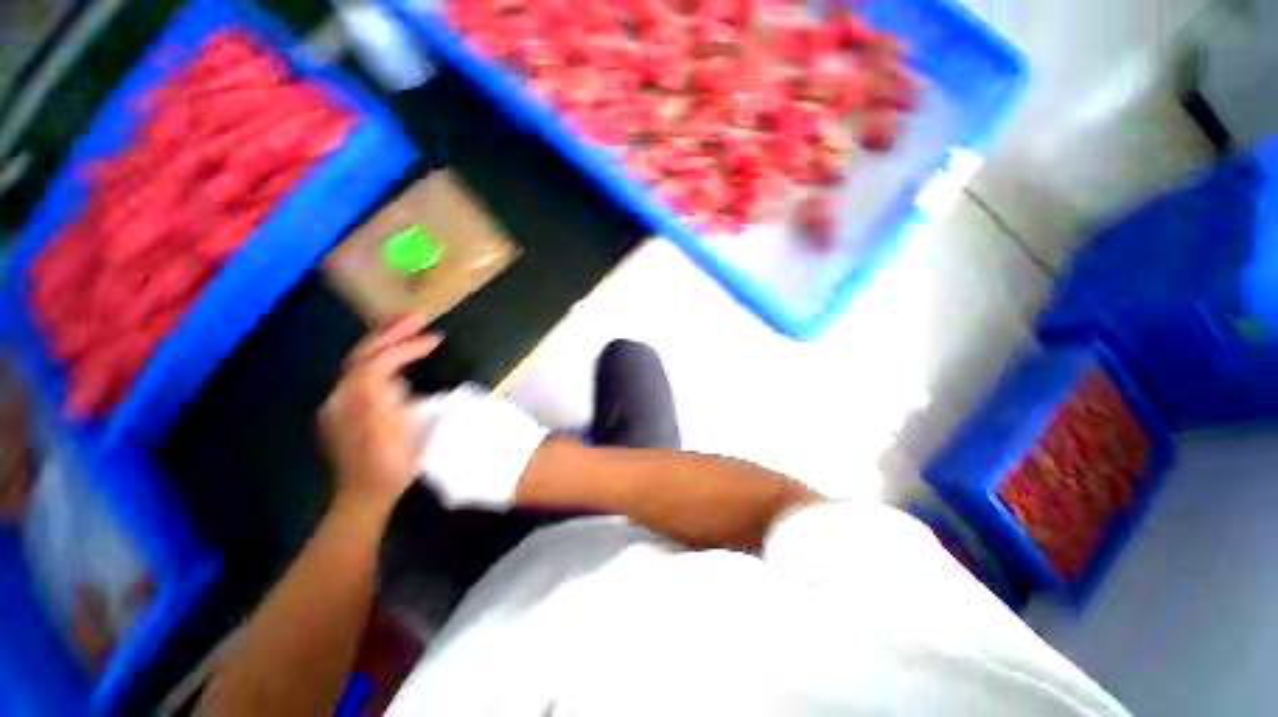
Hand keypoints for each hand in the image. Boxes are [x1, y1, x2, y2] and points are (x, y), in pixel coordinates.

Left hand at [320, 315, 439, 511]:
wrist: (365, 495)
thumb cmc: (389, 467)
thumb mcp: (395, 437)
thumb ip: (387, 404)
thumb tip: (391, 378)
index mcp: (354, 403)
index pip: (378, 362)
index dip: (406, 347)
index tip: (436, 339)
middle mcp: (341, 396)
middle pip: (363, 354)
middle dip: (390, 332)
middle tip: (419, 318)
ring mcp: (341, 402)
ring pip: (361, 361)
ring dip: (385, 341)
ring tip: (409, 328)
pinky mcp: (347, 409)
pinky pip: (363, 373)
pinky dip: (381, 357)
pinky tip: (396, 358)